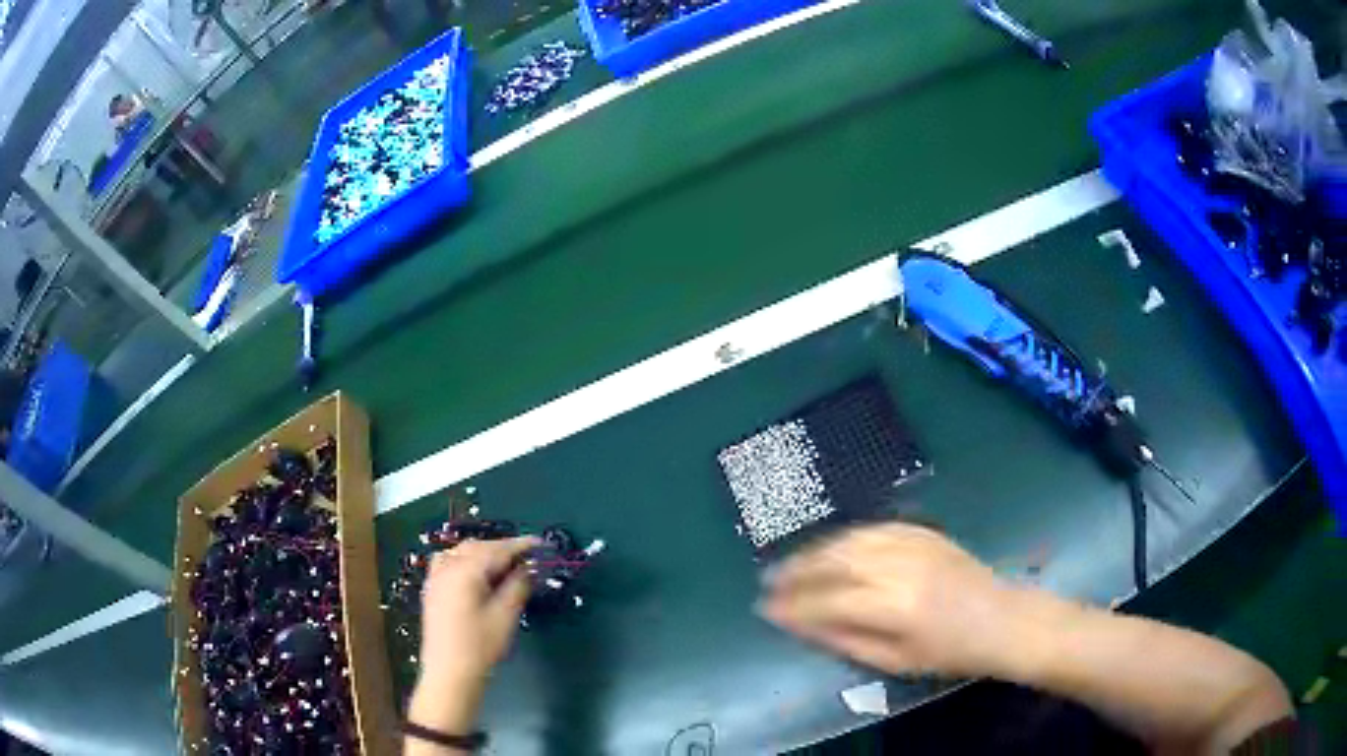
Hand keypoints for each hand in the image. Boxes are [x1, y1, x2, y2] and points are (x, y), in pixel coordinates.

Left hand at [410, 537, 537, 732]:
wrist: (449, 674)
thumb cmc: (480, 647)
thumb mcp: (505, 616)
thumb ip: (518, 587)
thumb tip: (528, 569)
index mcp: (465, 571)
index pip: (497, 550)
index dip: (520, 545)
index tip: (541, 544)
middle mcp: (447, 568)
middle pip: (477, 547)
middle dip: (502, 549)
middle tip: (527, 558)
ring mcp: (436, 578)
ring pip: (461, 552)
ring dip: (484, 552)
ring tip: (504, 565)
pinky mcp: (432, 590)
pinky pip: (449, 562)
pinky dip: (466, 560)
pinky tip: (477, 573)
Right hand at [758, 523, 1027, 678]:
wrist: (1001, 618)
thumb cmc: (949, 652)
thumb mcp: (895, 661)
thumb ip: (845, 640)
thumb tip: (800, 624)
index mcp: (895, 607)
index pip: (829, 601)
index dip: (794, 605)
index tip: (767, 609)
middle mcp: (900, 567)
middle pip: (836, 561)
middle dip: (797, 570)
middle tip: (769, 579)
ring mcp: (913, 543)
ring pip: (851, 539)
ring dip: (815, 549)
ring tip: (792, 562)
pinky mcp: (923, 531)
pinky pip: (874, 528)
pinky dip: (846, 536)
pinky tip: (830, 546)